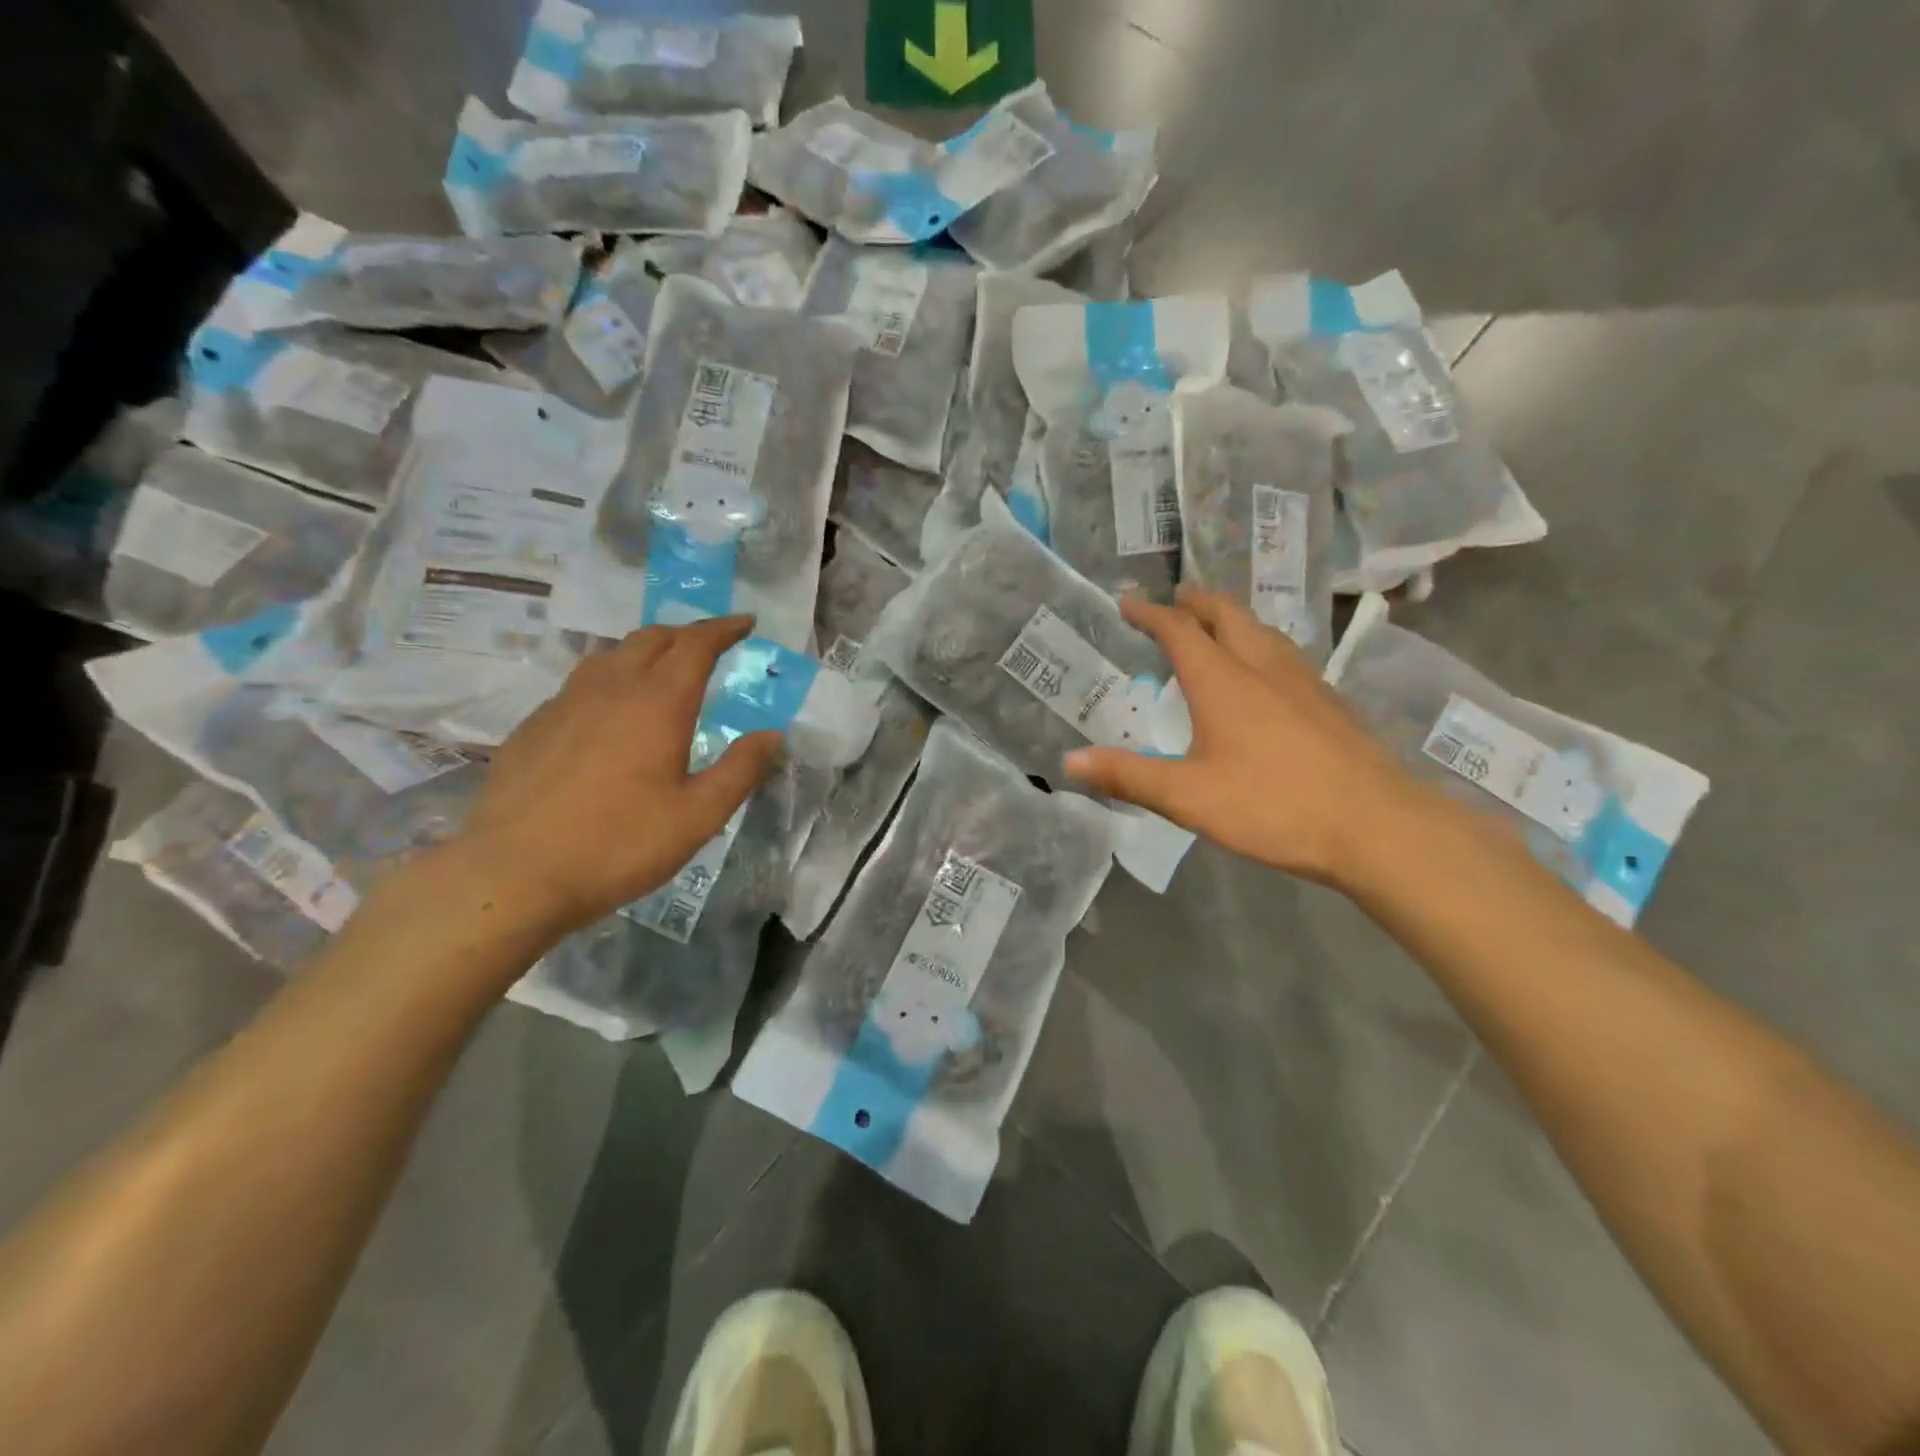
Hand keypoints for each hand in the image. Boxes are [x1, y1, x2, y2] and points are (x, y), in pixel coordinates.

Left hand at [451, 617, 783, 935]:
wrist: (513, 873)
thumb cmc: (619, 844)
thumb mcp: (698, 816)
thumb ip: (740, 770)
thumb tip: (772, 735)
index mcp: (658, 702)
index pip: (696, 644)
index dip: (724, 628)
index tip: (746, 622)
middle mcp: (611, 688)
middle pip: (652, 638)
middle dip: (687, 633)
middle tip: (711, 644)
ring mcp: (565, 703)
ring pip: (612, 654)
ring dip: (646, 650)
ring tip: (663, 668)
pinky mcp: (535, 725)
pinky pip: (582, 683)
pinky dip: (611, 678)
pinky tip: (611, 711)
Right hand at [1063, 589, 1428, 888]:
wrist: (1376, 825)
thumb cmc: (1273, 805)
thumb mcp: (1188, 797)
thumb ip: (1128, 776)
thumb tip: (1068, 762)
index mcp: (1222, 681)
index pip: (1179, 630)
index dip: (1150, 613)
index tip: (1128, 601)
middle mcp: (1262, 667)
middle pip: (1227, 615)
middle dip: (1197, 602)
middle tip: (1175, 598)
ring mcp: (1303, 681)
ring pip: (1262, 631)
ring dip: (1232, 619)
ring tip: (1216, 625)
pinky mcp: (1329, 702)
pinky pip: (1284, 654)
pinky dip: (1260, 645)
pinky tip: (1265, 674)